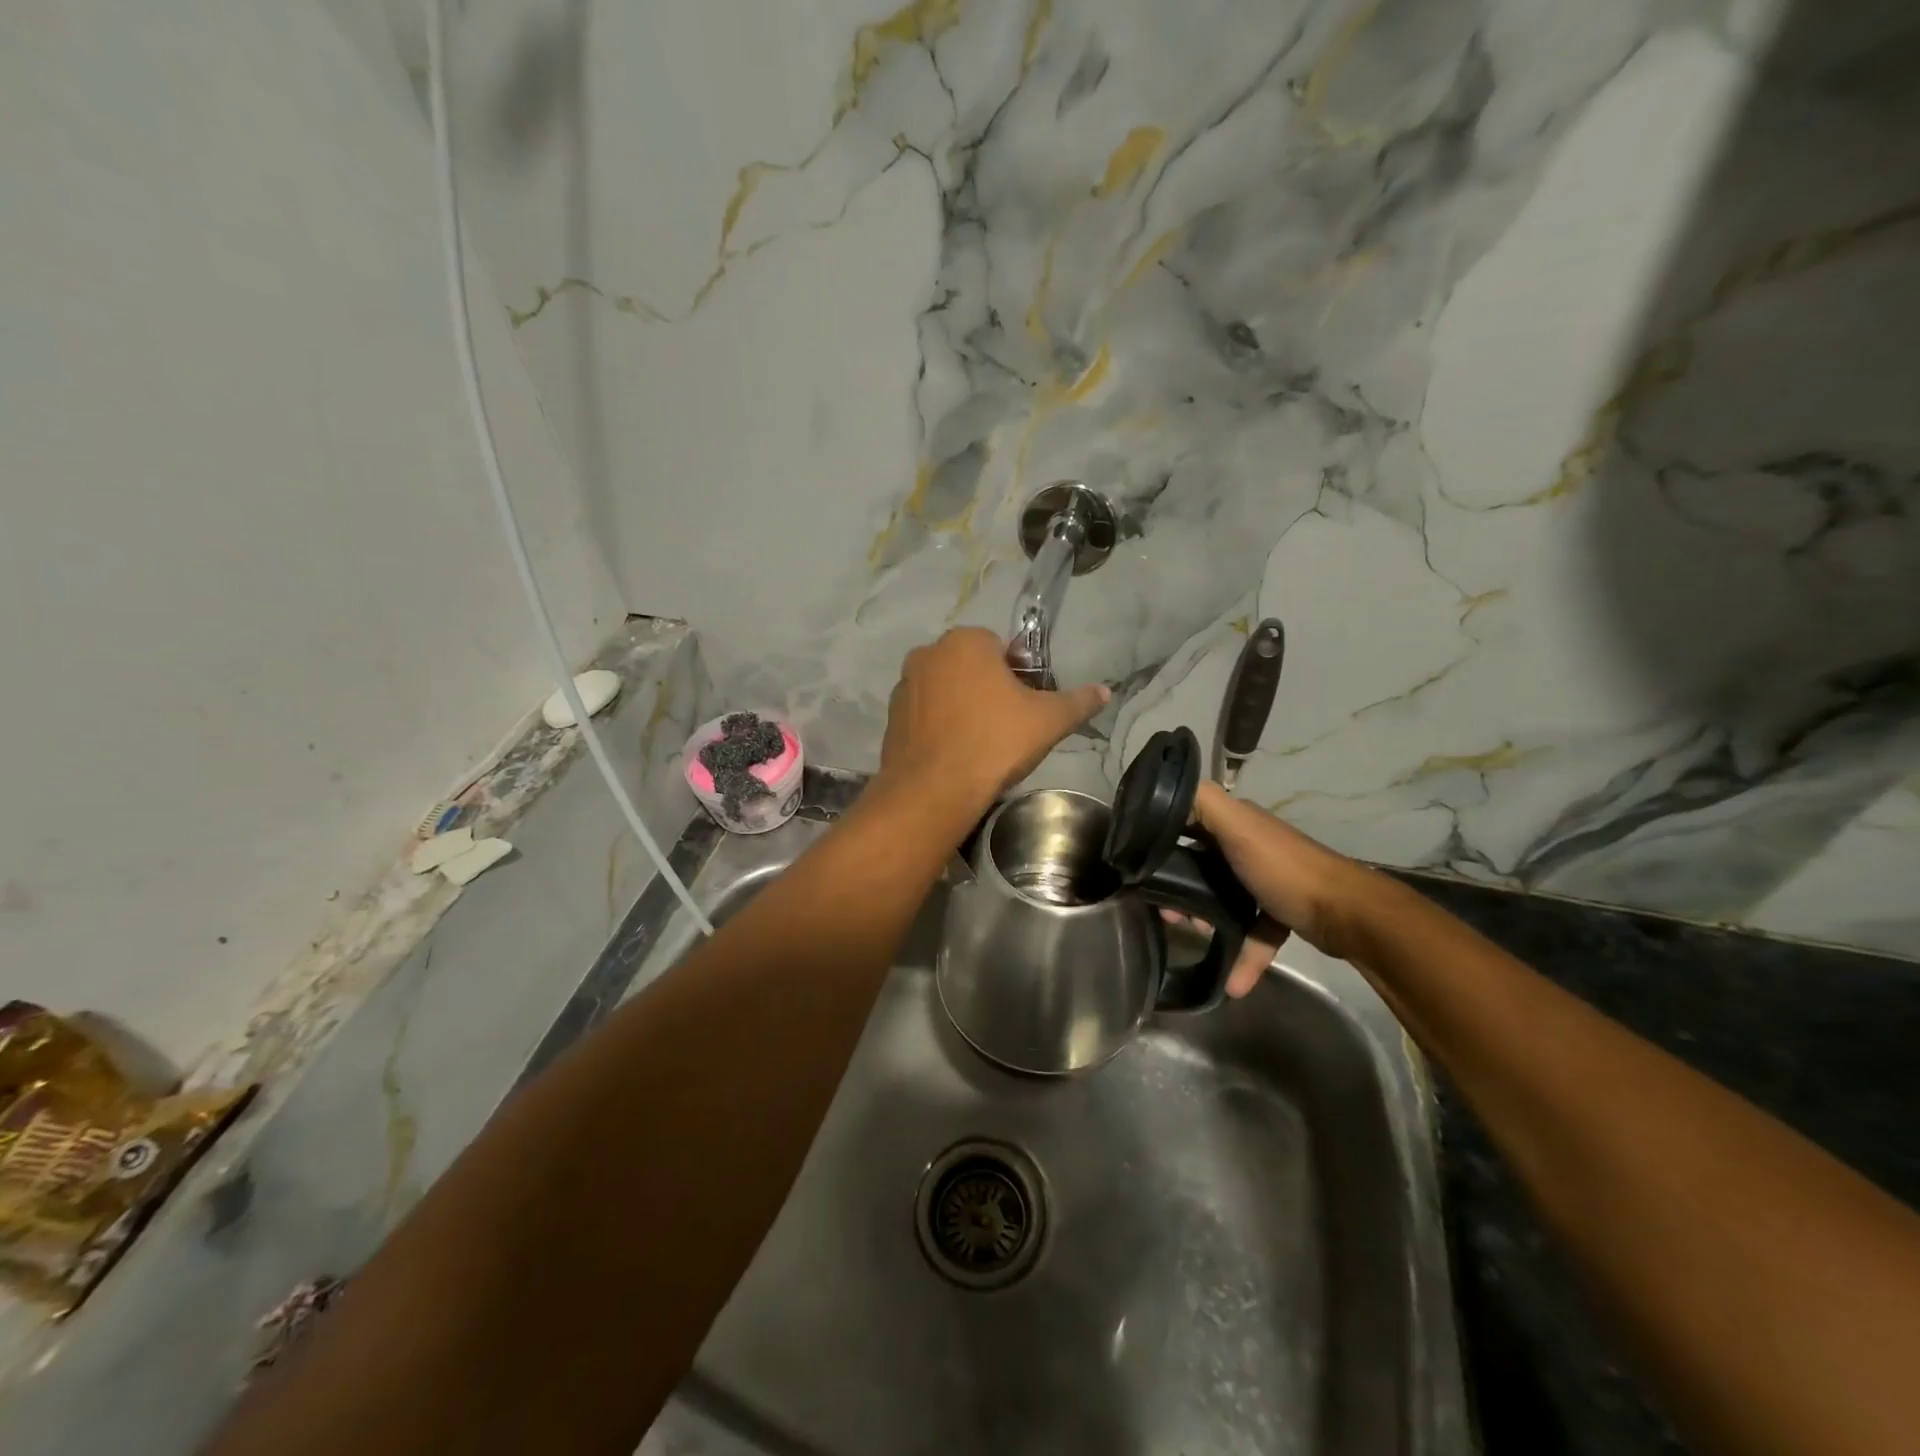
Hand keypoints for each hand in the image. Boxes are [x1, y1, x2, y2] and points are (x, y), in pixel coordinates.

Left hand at [879, 628, 1108, 809]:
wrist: (932, 790)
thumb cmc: (994, 743)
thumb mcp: (1048, 721)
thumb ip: (1078, 701)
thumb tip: (1105, 691)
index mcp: (966, 641)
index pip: (1001, 647)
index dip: (1019, 675)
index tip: (1027, 705)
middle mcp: (929, 654)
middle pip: (971, 667)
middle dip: (989, 689)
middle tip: (1008, 726)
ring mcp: (905, 686)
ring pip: (946, 690)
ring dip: (963, 706)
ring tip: (981, 743)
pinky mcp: (891, 718)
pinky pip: (925, 714)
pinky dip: (940, 727)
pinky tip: (955, 754)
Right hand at [1177, 782, 1374, 994]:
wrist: (1347, 914)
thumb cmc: (1284, 868)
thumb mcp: (1238, 828)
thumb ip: (1202, 803)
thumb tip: (1161, 790)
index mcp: (1237, 822)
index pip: (1187, 820)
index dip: (1161, 838)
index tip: (1139, 864)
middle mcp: (1249, 845)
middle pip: (1200, 864)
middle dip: (1179, 887)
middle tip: (1167, 911)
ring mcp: (1265, 880)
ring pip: (1221, 897)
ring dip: (1205, 918)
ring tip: (1193, 935)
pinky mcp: (1280, 911)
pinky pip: (1252, 930)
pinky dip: (1242, 953)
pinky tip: (1232, 982)